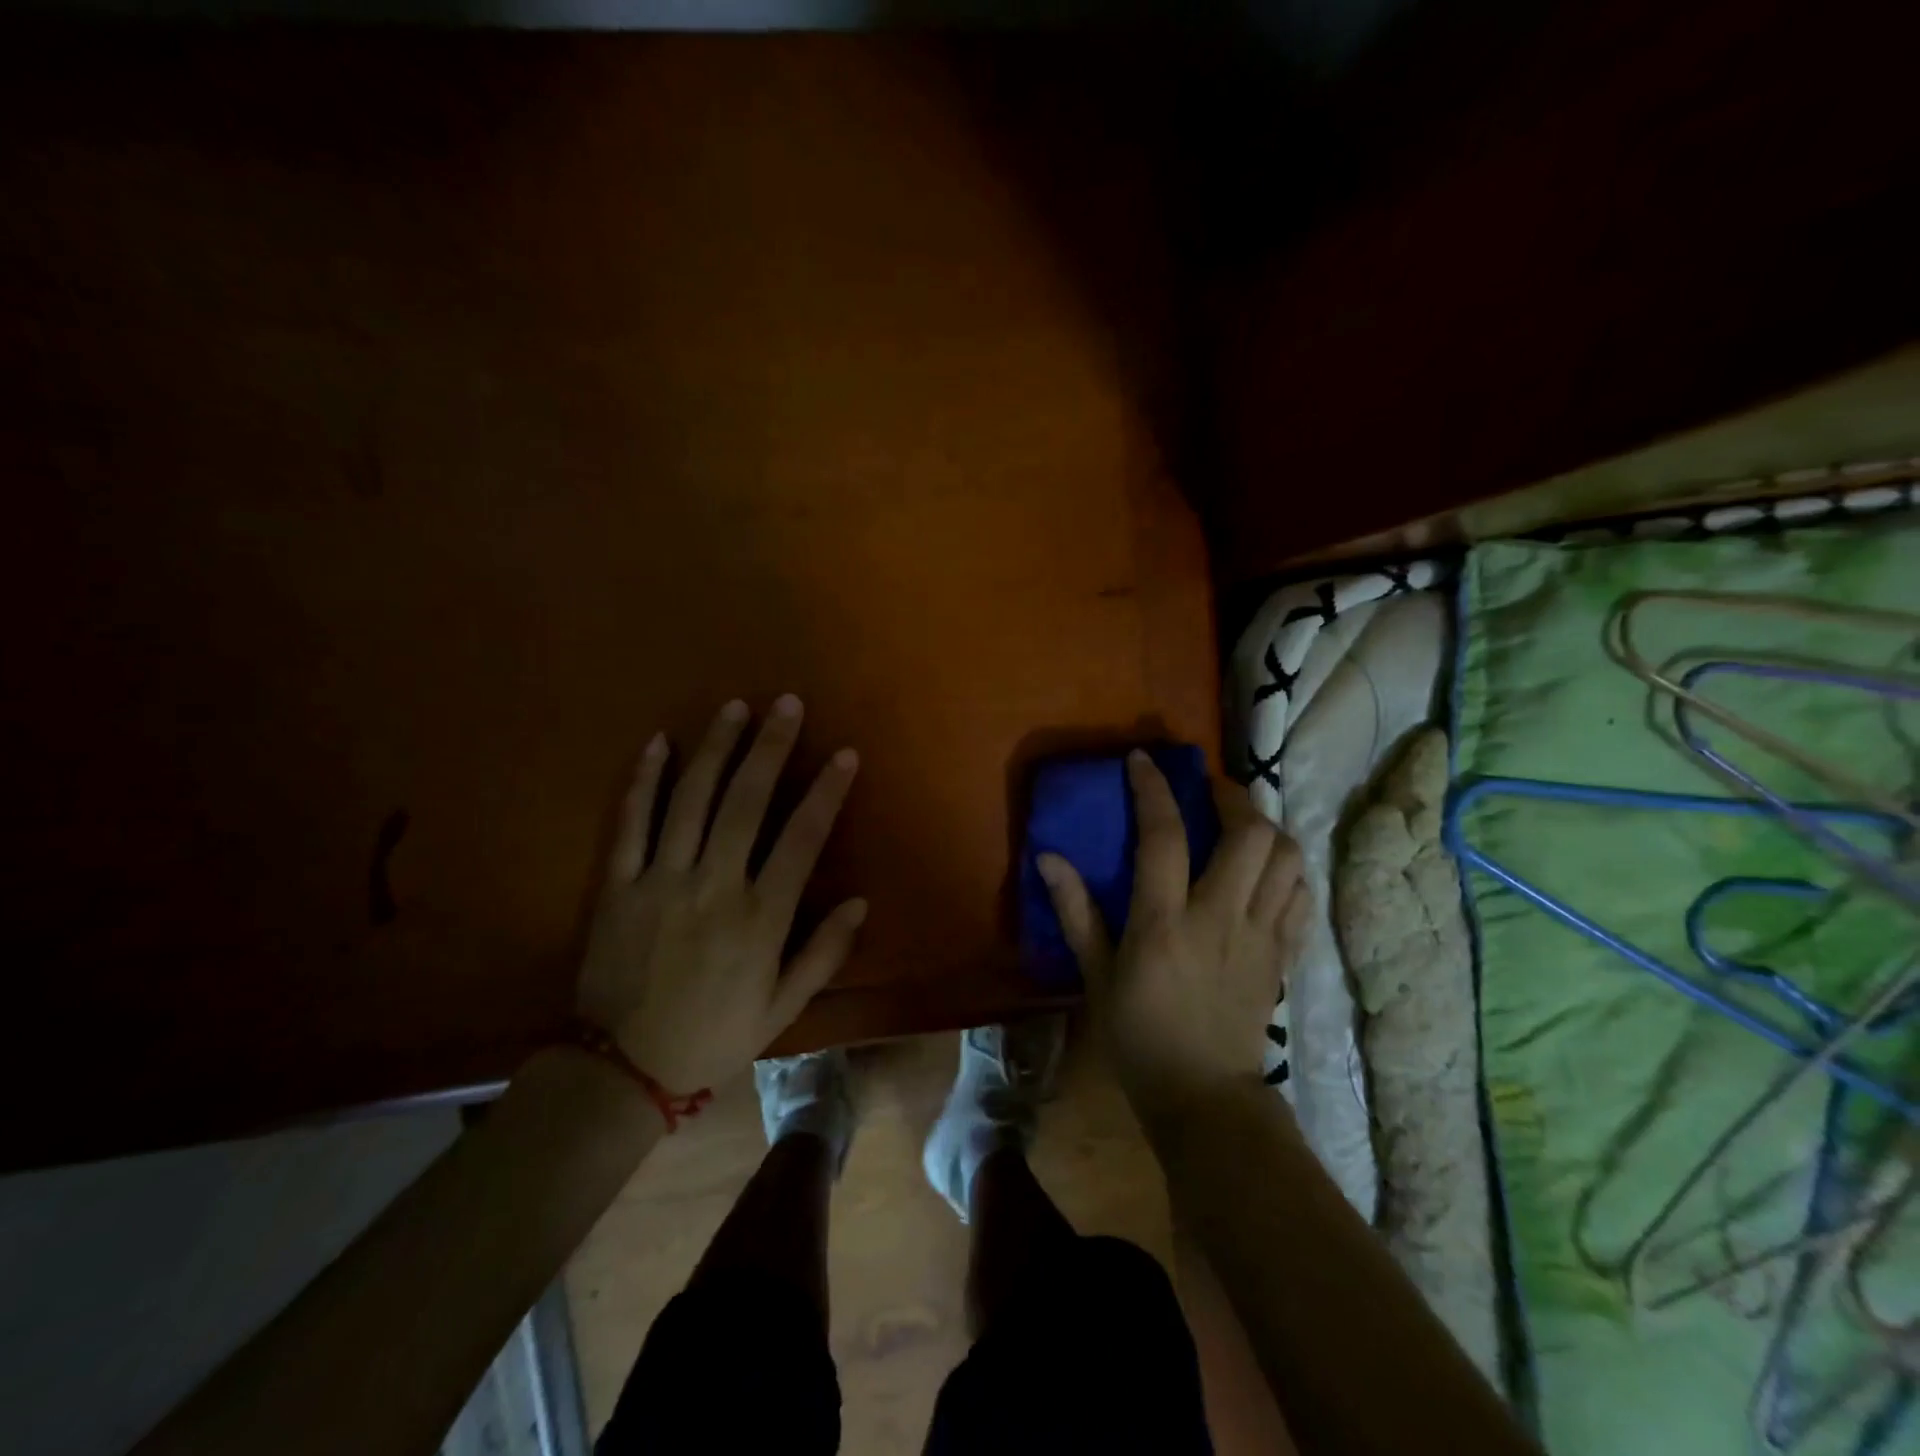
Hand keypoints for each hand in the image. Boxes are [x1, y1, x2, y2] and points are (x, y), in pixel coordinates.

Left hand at [575, 696, 865, 1094]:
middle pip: (746, 801)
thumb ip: (823, 954)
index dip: (826, 792)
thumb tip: (859, 902)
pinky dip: (645, 779)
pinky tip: (660, 742)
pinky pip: (631, 822)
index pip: (801, 838)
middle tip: (787, 703)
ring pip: (692, 799)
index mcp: (759, 917)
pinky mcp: (618, 884)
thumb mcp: (781, 1009)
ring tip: (735, 707)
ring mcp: (661, 880)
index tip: (844, 754)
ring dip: (716, 748)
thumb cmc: (713, 1037)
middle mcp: (713, 885)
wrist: (621, 1070)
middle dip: (771, 747)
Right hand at [1037, 750, 1307, 1125]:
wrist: (1204, 1097)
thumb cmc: (1139, 1036)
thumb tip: (1048, 857)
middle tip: (1208, 788)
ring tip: (1241, 822)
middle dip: (1231, 796)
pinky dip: (1289, 868)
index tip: (1143, 760)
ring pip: (1286, 859)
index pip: (1165, 836)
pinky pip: (1301, 896)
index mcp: (1165, 923)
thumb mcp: (1095, 976)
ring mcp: (1261, 936)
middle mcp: (1220, 918)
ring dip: (1266, 827)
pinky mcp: (1283, 955)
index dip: (1154, 789)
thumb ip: (1075, 912)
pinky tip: (1268, 867)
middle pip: (1249, 835)